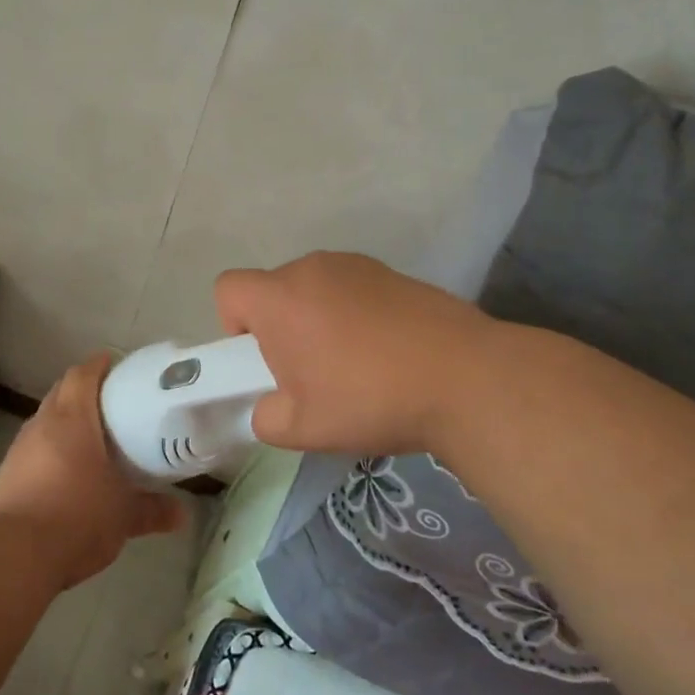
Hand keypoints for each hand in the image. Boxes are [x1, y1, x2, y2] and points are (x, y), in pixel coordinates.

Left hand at [0, 353, 185, 589]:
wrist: (13, 555)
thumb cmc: (76, 517)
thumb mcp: (122, 516)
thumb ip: (151, 510)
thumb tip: (181, 514)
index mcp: (72, 419)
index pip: (82, 375)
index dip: (98, 365)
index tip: (115, 364)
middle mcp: (41, 425)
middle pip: (61, 394)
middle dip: (84, 392)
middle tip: (112, 404)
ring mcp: (18, 450)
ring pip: (45, 423)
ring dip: (65, 424)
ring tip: (92, 440)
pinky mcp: (5, 476)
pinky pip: (33, 451)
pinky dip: (50, 453)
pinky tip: (65, 475)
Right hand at [215, 251, 491, 456]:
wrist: (466, 378)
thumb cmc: (369, 399)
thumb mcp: (302, 429)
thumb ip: (266, 417)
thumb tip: (270, 407)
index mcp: (280, 298)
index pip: (228, 288)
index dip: (234, 324)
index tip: (263, 359)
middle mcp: (312, 269)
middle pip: (274, 289)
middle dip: (280, 326)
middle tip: (310, 373)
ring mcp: (357, 265)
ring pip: (315, 289)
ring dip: (318, 318)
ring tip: (355, 365)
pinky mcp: (394, 273)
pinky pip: (353, 289)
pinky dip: (356, 314)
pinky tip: (388, 352)